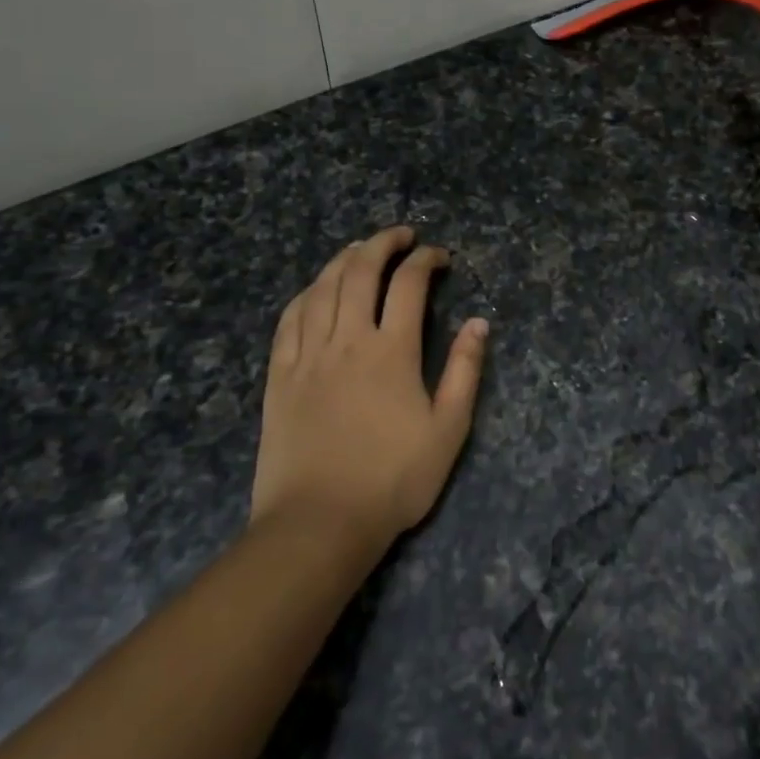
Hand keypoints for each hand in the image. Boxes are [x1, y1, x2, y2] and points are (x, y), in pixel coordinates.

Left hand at [253, 226, 488, 548]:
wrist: (319, 523)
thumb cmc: (393, 480)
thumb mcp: (448, 430)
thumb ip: (464, 371)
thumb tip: (480, 322)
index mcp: (391, 350)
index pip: (408, 284)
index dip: (425, 260)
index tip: (439, 256)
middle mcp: (347, 340)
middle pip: (360, 271)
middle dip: (382, 243)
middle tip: (401, 235)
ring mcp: (307, 355)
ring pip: (321, 287)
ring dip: (343, 259)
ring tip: (360, 249)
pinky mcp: (279, 375)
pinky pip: (288, 319)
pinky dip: (305, 294)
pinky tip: (315, 290)